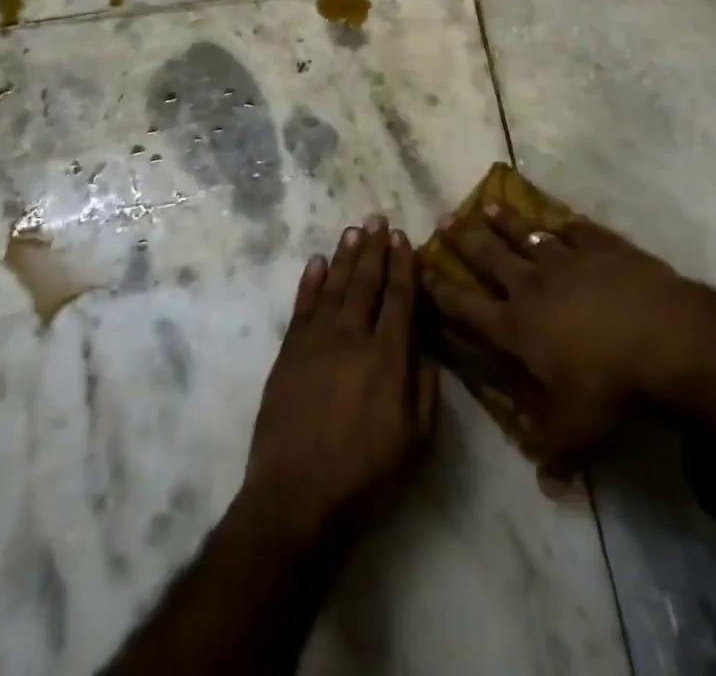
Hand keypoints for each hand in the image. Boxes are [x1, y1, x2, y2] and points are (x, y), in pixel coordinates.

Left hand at [243, 214, 437, 546]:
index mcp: (387, 357)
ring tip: (354, 230)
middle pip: (366, 282)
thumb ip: (425, 388)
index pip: (398, 298)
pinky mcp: (290, 352)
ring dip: (346, 256)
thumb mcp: (415, 442)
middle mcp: (353, 337)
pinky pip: (303, 306)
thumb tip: (426, 347)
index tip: (403, 238)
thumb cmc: (364, 476)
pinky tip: (318, 262)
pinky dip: (311, 281)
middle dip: (374, 249)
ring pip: (335, 286)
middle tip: (378, 218)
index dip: (402, 265)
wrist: (296, 497)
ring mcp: (317, 341)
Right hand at [423, 204, 701, 481]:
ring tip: (488, 205)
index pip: (467, 307)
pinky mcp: (599, 245)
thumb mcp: (578, 431)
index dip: (440, 290)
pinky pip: (574, 229)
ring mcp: (565, 259)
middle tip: (444, 220)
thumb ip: (554, 450)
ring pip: (526, 233)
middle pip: (489, 257)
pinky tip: (559, 218)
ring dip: (506, 221)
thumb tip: (544, 481)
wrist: (664, 337)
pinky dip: (563, 224)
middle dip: (464, 239)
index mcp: (517, 327)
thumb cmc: (612, 386)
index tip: (420, 269)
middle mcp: (532, 285)